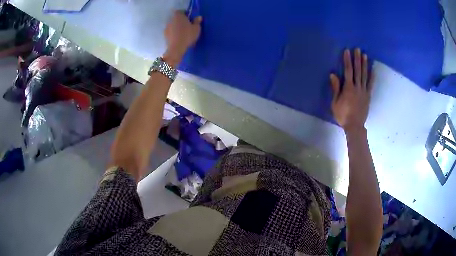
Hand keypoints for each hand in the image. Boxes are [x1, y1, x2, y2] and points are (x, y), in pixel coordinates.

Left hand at [163, 11, 201, 66]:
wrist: (176, 48)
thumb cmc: (187, 35)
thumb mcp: (196, 28)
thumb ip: (197, 21)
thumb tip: (198, 17)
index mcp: (178, 16)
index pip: (181, 11)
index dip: (186, 14)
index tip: (190, 19)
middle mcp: (170, 20)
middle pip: (176, 18)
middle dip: (181, 21)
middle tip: (188, 26)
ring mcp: (166, 28)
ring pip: (173, 25)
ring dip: (177, 27)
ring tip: (184, 33)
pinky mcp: (165, 35)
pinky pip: (171, 32)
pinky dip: (174, 33)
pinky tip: (179, 38)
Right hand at [330, 48, 373, 132]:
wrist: (355, 126)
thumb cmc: (343, 115)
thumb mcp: (335, 103)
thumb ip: (336, 88)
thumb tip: (333, 74)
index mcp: (348, 88)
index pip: (348, 71)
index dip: (347, 60)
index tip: (347, 51)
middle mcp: (357, 87)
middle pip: (358, 71)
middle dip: (357, 59)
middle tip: (358, 49)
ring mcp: (364, 91)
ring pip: (364, 76)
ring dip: (365, 65)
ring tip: (365, 55)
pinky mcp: (368, 96)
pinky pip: (370, 85)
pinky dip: (372, 77)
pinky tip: (373, 70)